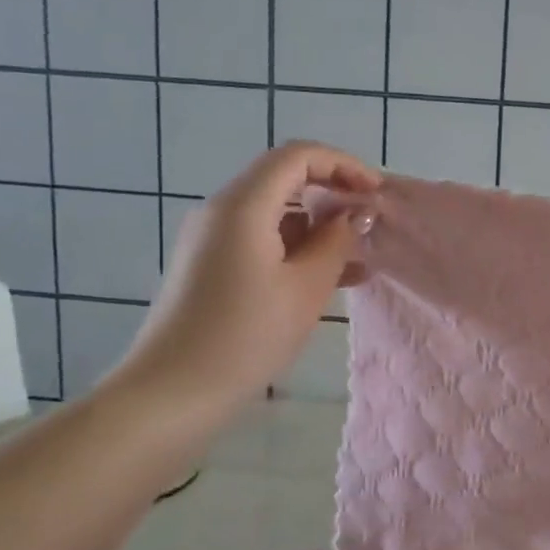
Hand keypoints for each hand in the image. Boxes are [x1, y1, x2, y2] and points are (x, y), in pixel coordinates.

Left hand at [110, 142, 379, 423]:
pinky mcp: (210, 265)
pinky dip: (297, 249)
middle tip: (371, 224)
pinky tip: (330, 278)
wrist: (173, 392)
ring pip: (276, 214)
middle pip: (285, 180)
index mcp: (243, 205)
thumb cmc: (246, 335)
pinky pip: (262, 240)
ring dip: (318, 227)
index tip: (376, 192)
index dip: (343, 165)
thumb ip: (336, 241)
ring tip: (360, 259)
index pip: (298, 156)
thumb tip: (355, 213)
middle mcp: (222, 210)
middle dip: (333, 195)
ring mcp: (212, 238)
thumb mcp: (306, 287)